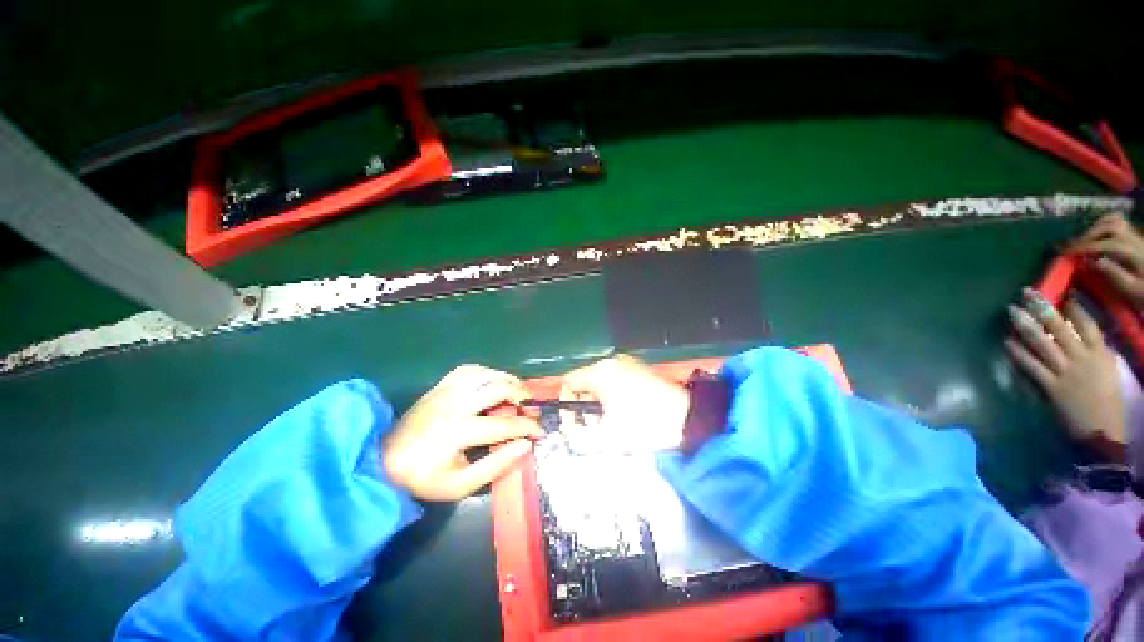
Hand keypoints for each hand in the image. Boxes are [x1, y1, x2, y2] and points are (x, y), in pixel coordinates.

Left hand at [384, 365, 541, 500]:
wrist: (384, 461)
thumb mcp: (460, 485)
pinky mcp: (440, 386)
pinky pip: (469, 369)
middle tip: (530, 406)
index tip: (541, 432)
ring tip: (517, 391)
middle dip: (521, 395)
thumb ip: (495, 466)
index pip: (503, 425)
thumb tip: (525, 446)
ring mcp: (446, 391)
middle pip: (496, 389)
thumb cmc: (424, 477)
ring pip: (485, 374)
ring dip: (506, 379)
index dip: (527, 427)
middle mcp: (454, 405)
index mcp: (457, 432)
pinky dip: (487, 372)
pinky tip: (494, 381)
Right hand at [559, 354, 689, 452]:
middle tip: (593, 430)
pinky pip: (617, 383)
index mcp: (600, 372)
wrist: (691, 421)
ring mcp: (628, 364)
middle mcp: (612, 362)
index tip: (573, 426)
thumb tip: (568, 433)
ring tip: (610, 427)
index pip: (569, 382)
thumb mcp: (607, 437)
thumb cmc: (645, 426)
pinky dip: (613, 399)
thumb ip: (579, 437)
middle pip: (585, 383)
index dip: (566, 405)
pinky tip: (625, 416)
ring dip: (599, 405)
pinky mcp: (641, 371)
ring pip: (601, 384)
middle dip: (584, 408)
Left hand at [1004, 289, 1125, 445]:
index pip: (1088, 324)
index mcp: (1101, 354)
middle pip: (1060, 327)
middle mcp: (1082, 358)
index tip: (1063, 293)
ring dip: (1025, 325)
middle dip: (1042, 307)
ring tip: (1011, 310)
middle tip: (1027, 292)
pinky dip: (1018, 353)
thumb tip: (1080, 335)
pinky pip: (1031, 366)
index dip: (1075, 307)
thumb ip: (1095, 352)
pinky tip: (1007, 341)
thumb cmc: (1108, 401)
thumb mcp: (1108, 370)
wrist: (1103, 432)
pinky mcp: (1051, 387)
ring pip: (1042, 342)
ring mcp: (1065, 372)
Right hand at [1070, 213, 1143, 305]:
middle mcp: (1136, 240)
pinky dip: (1104, 223)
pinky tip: (1096, 232)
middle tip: (1074, 247)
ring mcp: (1136, 237)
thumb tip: (1093, 262)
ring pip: (1114, 221)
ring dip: (1095, 228)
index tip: (1067, 252)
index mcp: (1135, 254)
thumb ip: (1115, 275)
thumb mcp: (1132, 289)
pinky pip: (1119, 222)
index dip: (1087, 247)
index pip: (1109, 244)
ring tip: (1083, 240)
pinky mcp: (1134, 237)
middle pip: (1111, 227)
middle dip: (1090, 235)